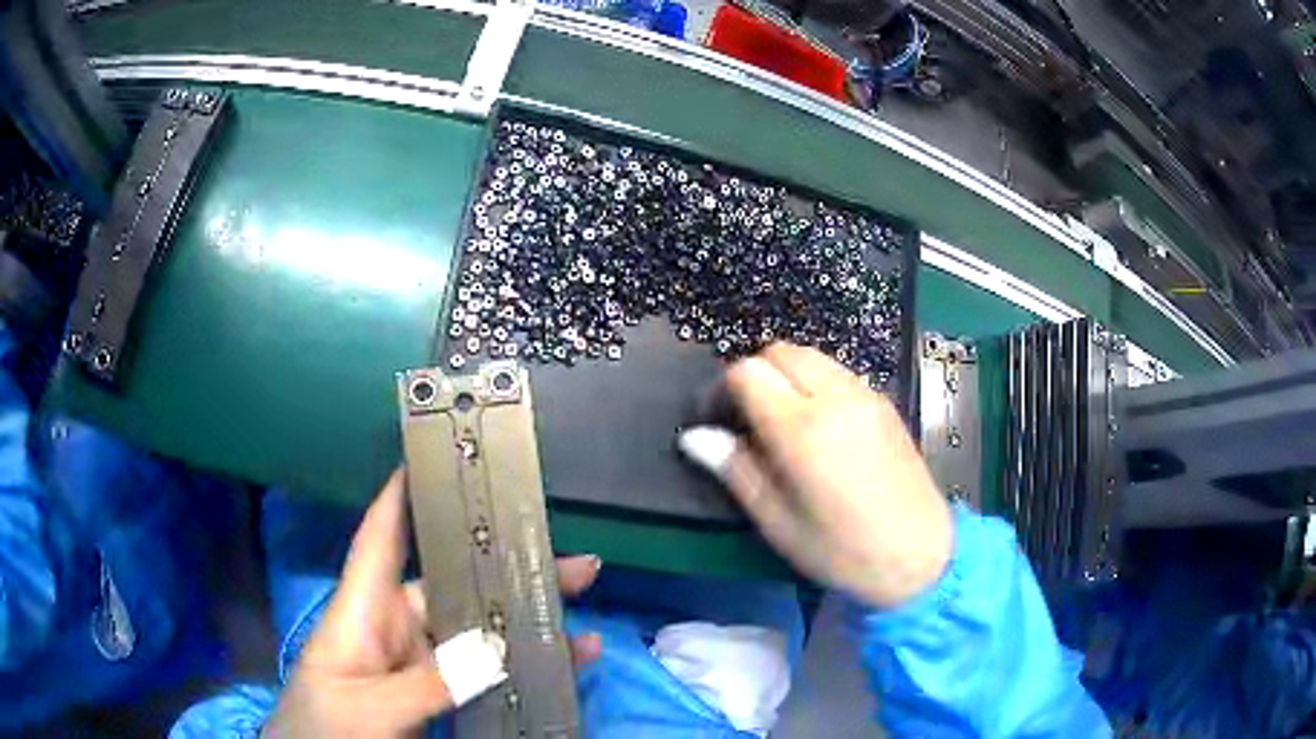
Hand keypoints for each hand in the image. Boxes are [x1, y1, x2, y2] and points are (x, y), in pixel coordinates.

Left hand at [266, 471, 601, 736]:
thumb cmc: (321, 728)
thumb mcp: (367, 707)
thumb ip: (427, 682)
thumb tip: (494, 648)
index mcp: (362, 612)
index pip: (380, 539)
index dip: (403, 495)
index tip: (438, 455)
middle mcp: (394, 629)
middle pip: (452, 587)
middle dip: (506, 569)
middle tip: (572, 559)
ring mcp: (418, 664)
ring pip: (477, 631)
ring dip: (525, 620)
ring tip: (581, 606)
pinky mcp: (436, 694)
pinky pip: (485, 673)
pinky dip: (523, 667)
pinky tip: (564, 662)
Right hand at [680, 343, 951, 608]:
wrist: (919, 555)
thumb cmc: (841, 550)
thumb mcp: (778, 522)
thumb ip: (736, 470)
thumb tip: (695, 437)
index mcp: (802, 429)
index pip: (747, 373)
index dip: (721, 390)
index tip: (716, 422)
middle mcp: (835, 398)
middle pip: (780, 351)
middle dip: (754, 374)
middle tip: (746, 419)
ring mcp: (865, 395)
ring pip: (811, 356)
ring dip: (786, 376)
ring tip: (781, 422)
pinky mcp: (884, 402)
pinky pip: (838, 372)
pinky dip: (815, 383)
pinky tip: (818, 426)